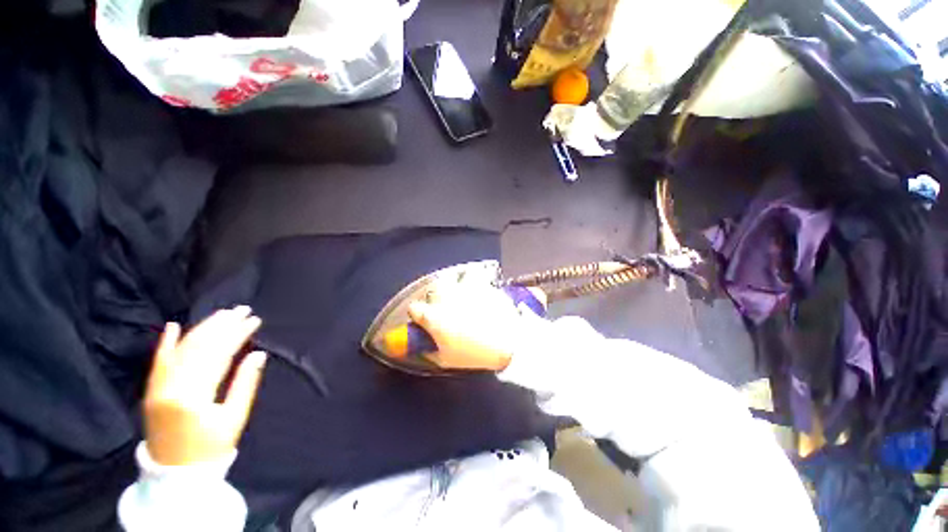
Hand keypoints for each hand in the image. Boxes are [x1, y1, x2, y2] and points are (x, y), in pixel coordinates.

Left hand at [143, 306, 267, 465]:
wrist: (174, 475)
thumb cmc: (211, 448)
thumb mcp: (235, 417)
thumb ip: (245, 383)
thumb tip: (257, 354)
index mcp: (194, 395)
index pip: (218, 354)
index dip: (237, 335)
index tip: (254, 320)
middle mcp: (171, 386)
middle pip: (198, 347)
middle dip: (221, 325)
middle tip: (241, 309)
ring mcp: (157, 388)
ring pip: (180, 350)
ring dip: (202, 329)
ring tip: (221, 314)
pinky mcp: (151, 391)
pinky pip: (157, 362)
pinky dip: (165, 343)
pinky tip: (173, 325)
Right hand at [407, 286, 544, 371]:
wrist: (508, 342)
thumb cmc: (474, 354)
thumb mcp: (446, 360)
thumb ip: (430, 352)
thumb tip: (425, 348)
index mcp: (433, 316)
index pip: (414, 308)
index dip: (417, 315)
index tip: (422, 321)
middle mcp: (446, 298)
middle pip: (432, 291)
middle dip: (434, 300)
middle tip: (444, 311)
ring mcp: (465, 288)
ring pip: (453, 281)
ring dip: (454, 289)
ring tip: (461, 299)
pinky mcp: (482, 285)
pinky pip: (474, 280)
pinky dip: (474, 287)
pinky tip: (479, 297)